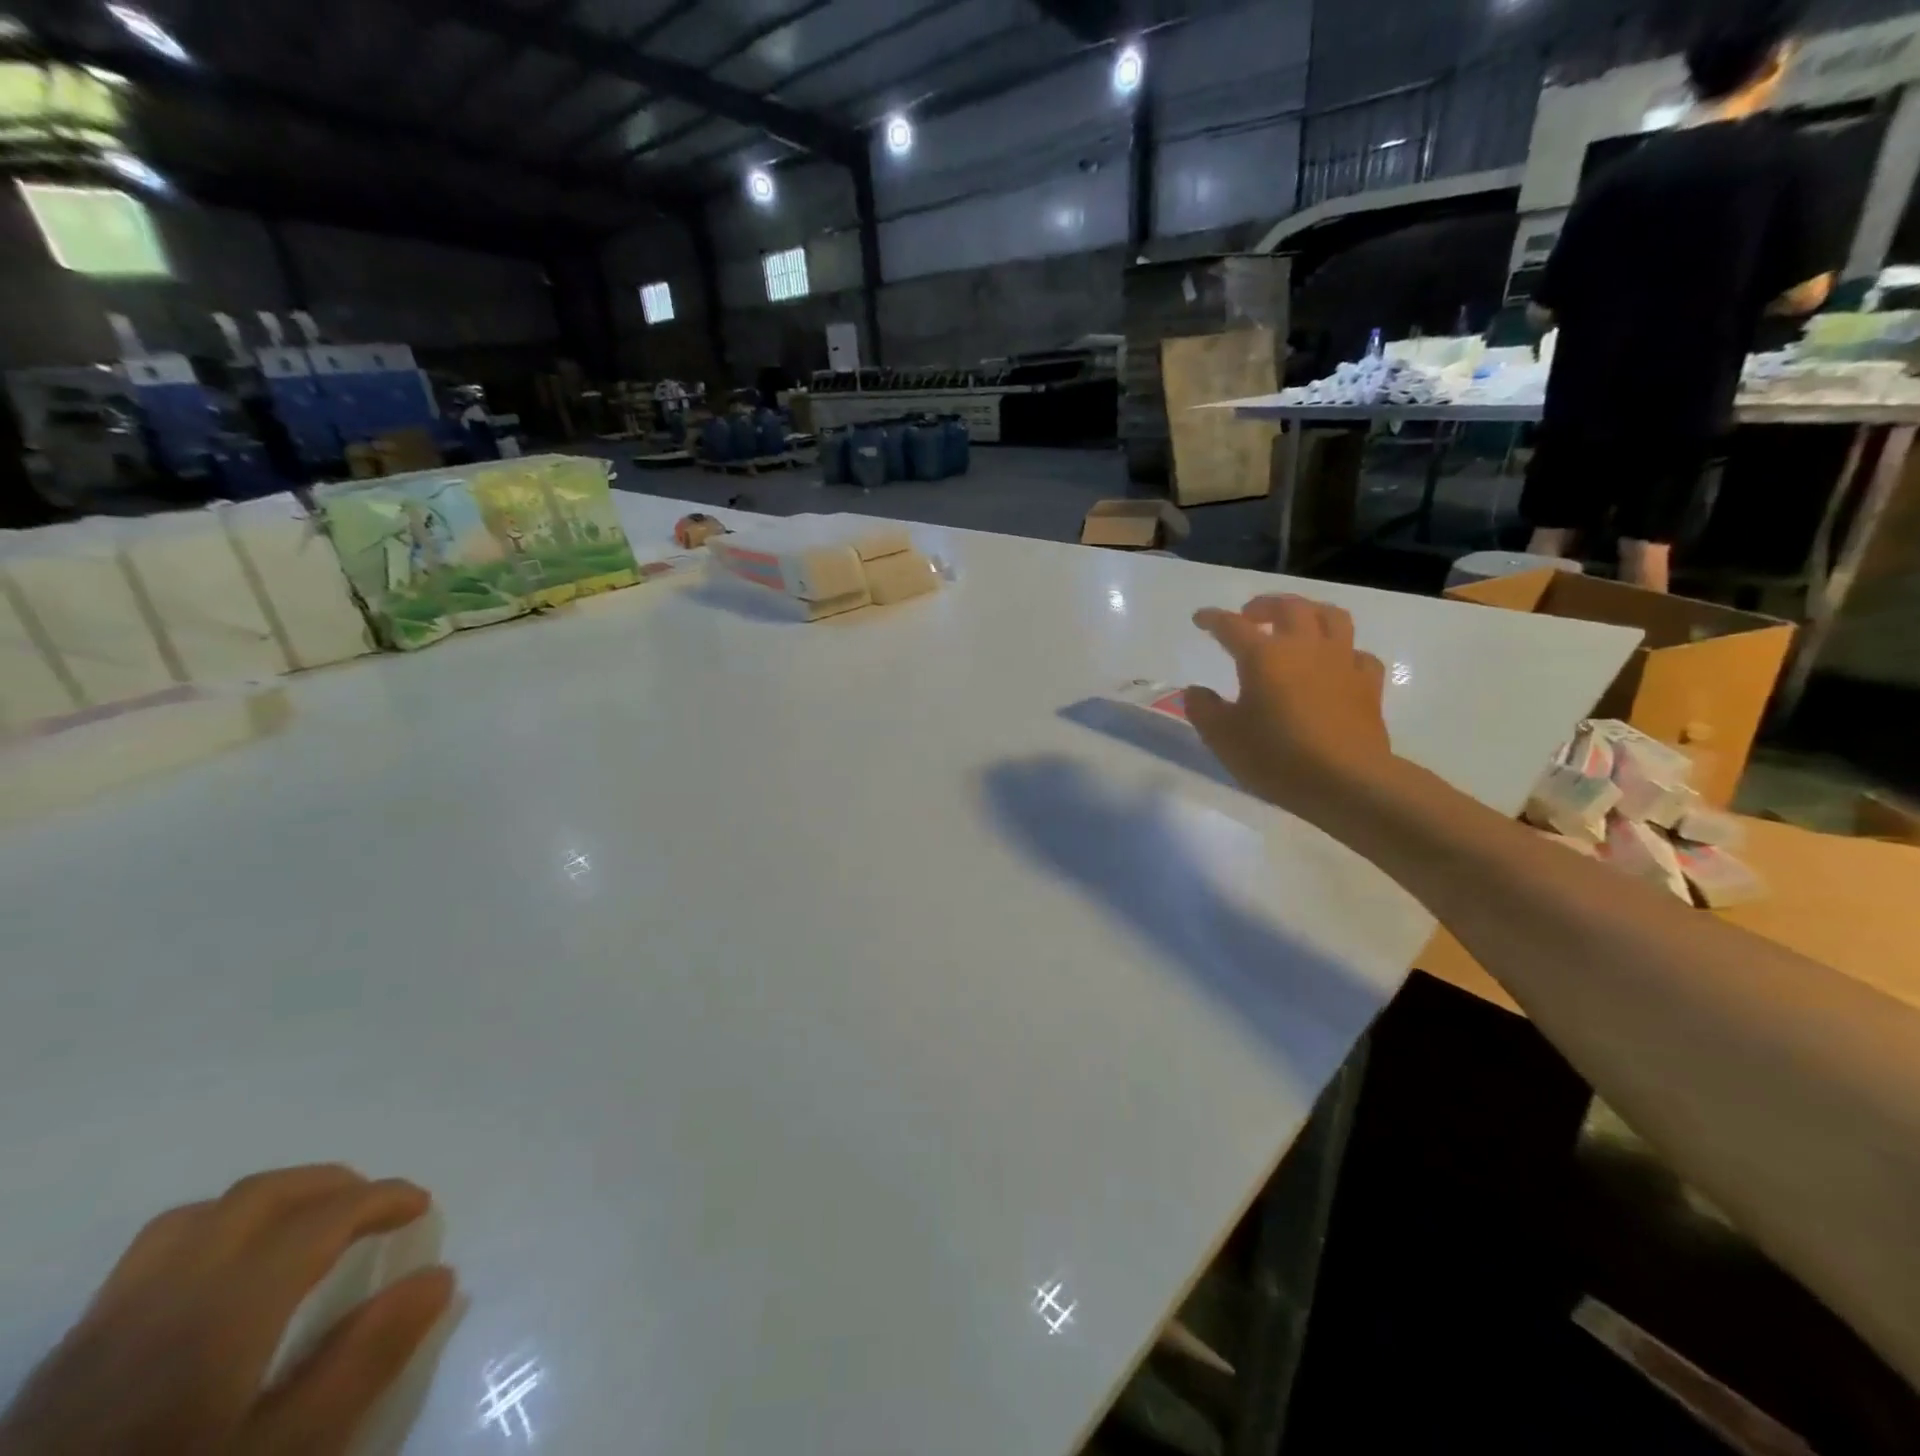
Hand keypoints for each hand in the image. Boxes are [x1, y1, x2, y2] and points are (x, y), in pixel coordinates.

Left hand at [0, 1166, 453, 1455]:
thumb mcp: (286, 1451)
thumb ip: (364, 1360)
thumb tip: (438, 1275)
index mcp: (224, 1310)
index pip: (322, 1216)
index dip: (383, 1197)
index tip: (421, 1205)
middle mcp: (162, 1296)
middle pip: (257, 1197)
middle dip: (328, 1184)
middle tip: (373, 1205)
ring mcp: (100, 1327)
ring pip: (194, 1219)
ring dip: (265, 1203)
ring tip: (303, 1228)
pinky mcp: (60, 1363)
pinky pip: (148, 1259)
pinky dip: (211, 1237)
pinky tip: (224, 1283)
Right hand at [1187, 595, 1393, 817]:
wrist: (1346, 781)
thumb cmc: (1276, 757)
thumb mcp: (1223, 737)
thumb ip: (1204, 709)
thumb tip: (1196, 691)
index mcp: (1263, 656)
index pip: (1232, 626)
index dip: (1213, 619)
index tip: (1200, 618)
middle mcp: (1304, 647)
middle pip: (1289, 607)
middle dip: (1265, 605)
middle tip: (1250, 615)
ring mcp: (1341, 662)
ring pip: (1331, 617)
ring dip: (1310, 612)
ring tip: (1297, 623)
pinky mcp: (1368, 684)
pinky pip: (1358, 654)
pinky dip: (1343, 651)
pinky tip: (1335, 664)